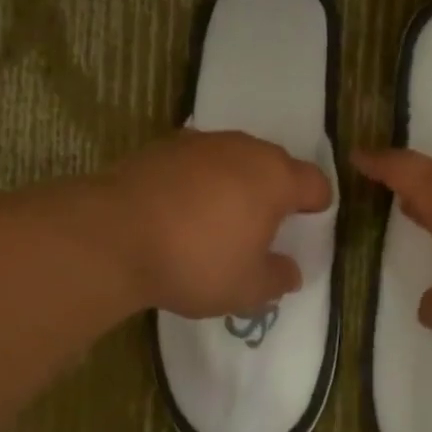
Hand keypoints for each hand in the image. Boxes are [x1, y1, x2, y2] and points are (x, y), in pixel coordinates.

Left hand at [111, 130, 331, 317]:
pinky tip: (181, 210)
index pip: (314, 182)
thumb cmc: (197, 262)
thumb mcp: (247, 288)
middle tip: (264, 224)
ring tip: (220, 217)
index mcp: (275, 178)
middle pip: (274, 164)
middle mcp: (242, 149)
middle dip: (275, 190)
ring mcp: (199, 143)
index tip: (311, 220)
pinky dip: (198, 181)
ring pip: (232, 159)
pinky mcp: (161, 147)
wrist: (113, 236)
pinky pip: (195, 163)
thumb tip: (291, 272)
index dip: (317, 202)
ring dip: (235, 182)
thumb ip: (277, 279)